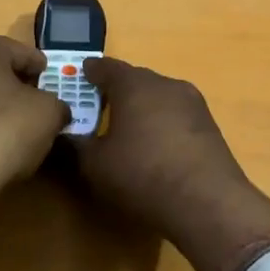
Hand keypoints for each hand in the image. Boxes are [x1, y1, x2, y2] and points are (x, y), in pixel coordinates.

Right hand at [70, 58, 269, 270]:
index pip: (105, 67)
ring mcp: (192, 103)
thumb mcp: (95, 164)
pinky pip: (176, 115)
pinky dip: (161, 123)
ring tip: (126, 129)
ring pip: (158, 97)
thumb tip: (60, 135)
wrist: (208, 203)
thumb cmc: (143, 174)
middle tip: (97, 107)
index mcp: (134, 84)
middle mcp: (165, 83)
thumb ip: (74, 145)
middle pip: (134, 79)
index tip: (79, 78)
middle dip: (115, 91)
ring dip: (141, 107)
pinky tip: (155, 146)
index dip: (89, 73)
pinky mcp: (209, 125)